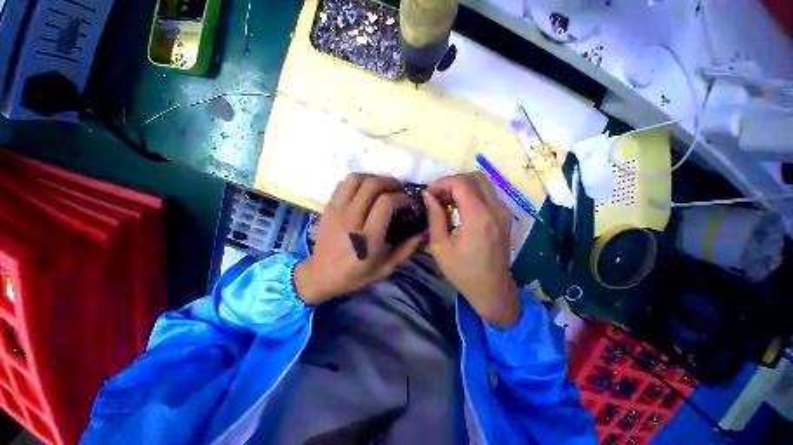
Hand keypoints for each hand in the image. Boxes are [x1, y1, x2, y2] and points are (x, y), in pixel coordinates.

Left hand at [294, 174, 422, 304]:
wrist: (322, 274)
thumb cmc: (356, 273)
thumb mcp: (386, 267)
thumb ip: (406, 249)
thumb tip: (422, 232)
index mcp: (368, 237)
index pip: (386, 203)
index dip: (401, 197)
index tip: (407, 201)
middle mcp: (351, 219)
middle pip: (372, 185)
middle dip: (390, 182)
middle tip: (398, 189)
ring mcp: (337, 211)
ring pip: (356, 179)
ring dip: (373, 178)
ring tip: (382, 187)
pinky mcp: (328, 207)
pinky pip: (343, 184)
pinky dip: (357, 182)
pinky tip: (364, 191)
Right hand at [423, 173, 520, 327]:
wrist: (492, 289)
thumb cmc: (462, 271)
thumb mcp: (440, 246)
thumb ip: (435, 216)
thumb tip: (427, 195)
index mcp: (478, 217)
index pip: (461, 182)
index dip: (442, 183)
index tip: (429, 193)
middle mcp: (495, 209)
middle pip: (474, 177)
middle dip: (452, 182)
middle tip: (437, 197)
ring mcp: (503, 211)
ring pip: (482, 183)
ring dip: (462, 187)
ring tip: (446, 202)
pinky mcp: (504, 216)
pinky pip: (487, 194)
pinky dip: (471, 194)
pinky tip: (459, 208)